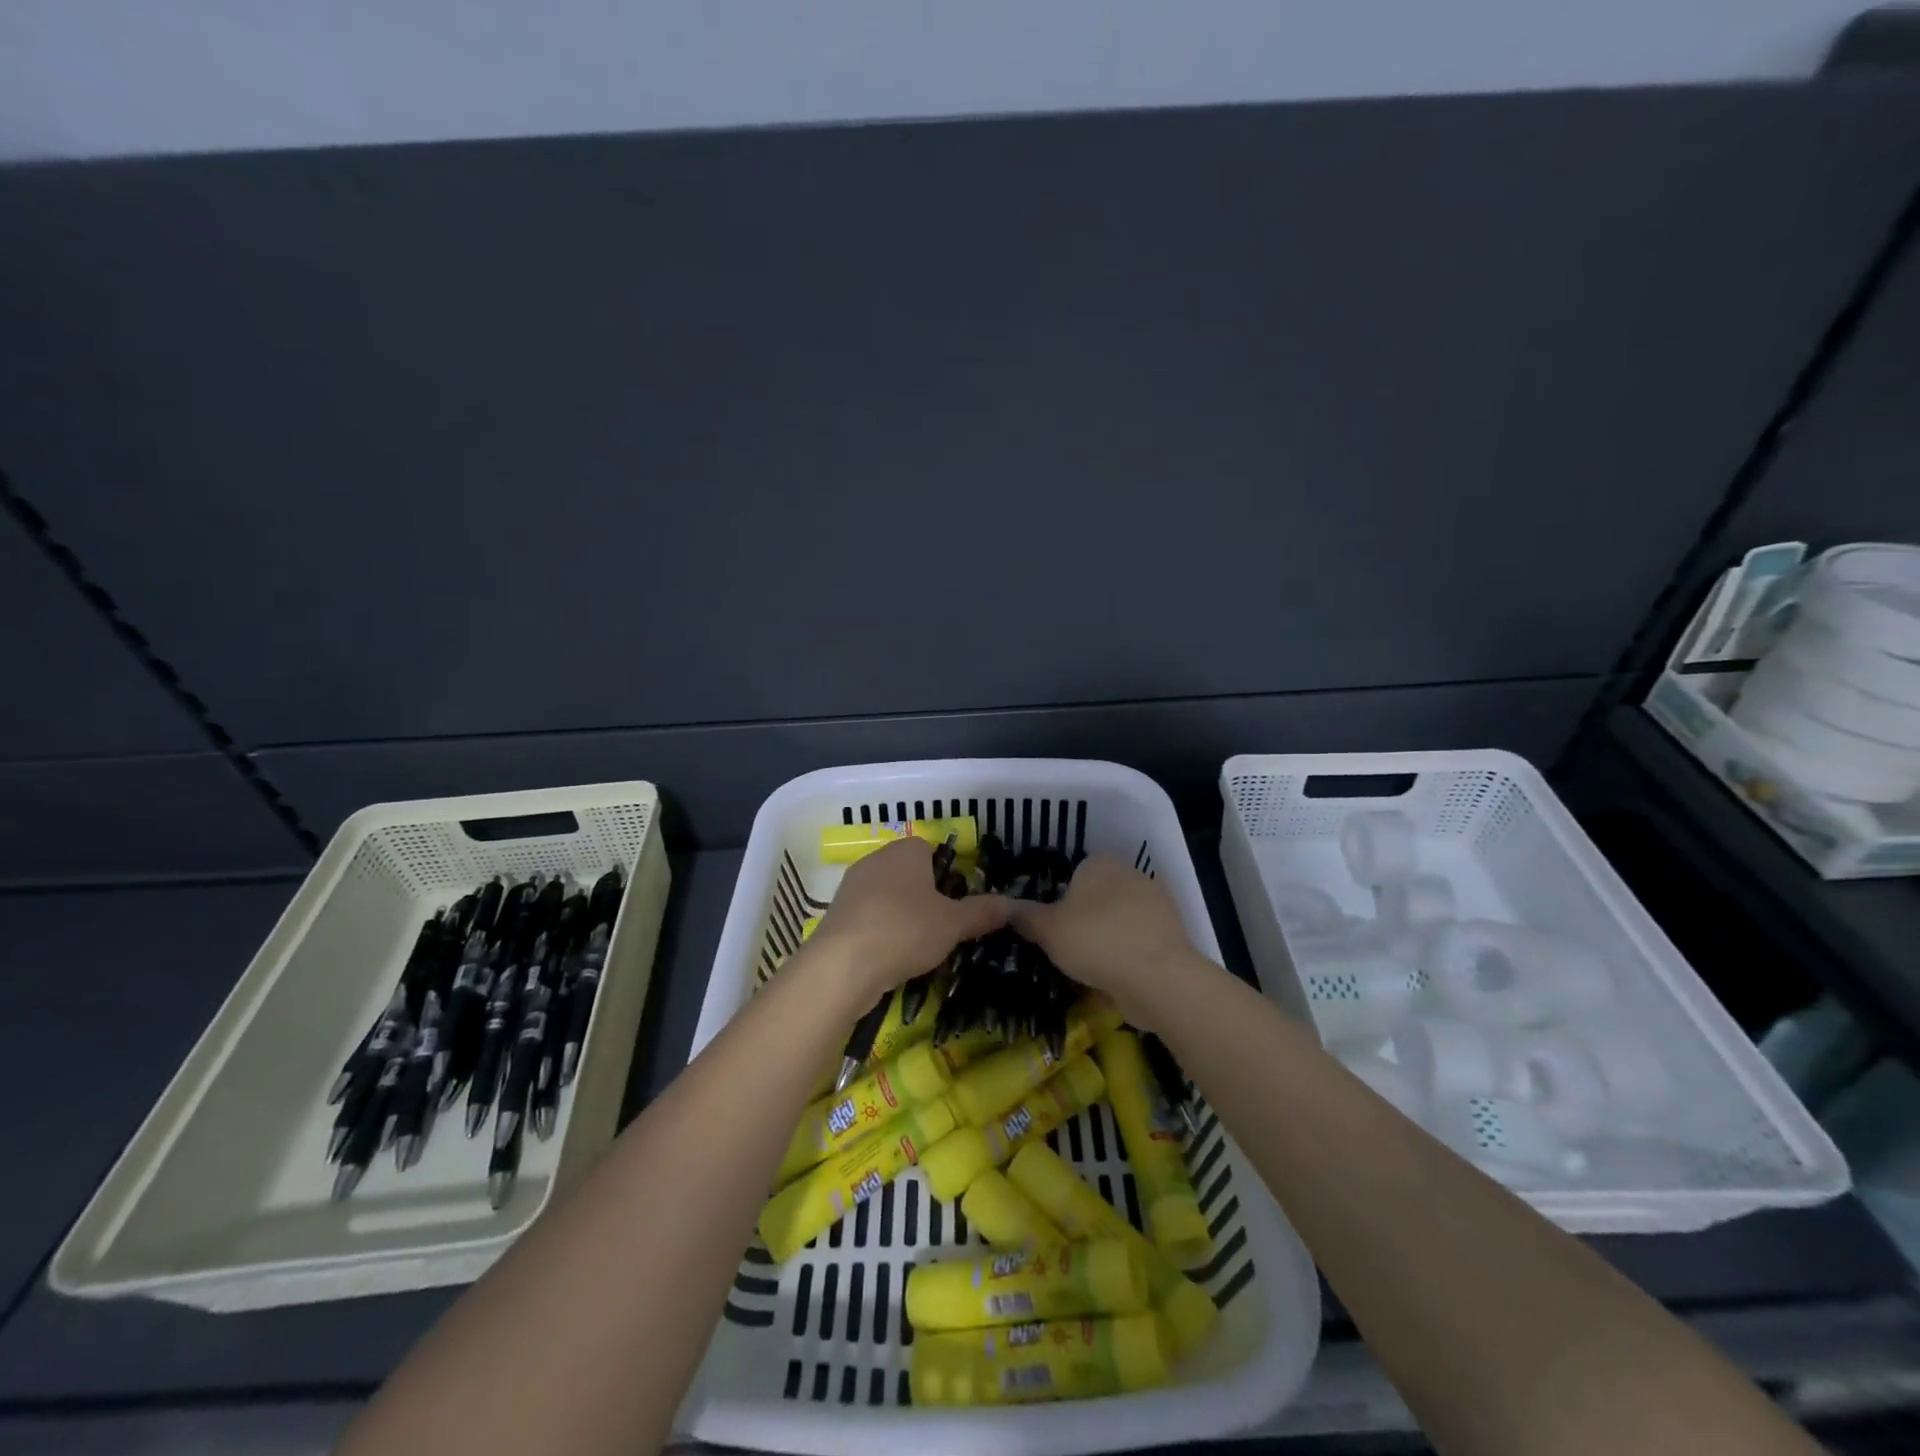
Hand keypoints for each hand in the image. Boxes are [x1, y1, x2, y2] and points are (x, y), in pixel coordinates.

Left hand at [805, 839, 1011, 1002]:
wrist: (842, 966)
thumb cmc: (905, 930)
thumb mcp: (954, 923)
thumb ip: (983, 912)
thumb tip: (1012, 905)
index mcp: (905, 851)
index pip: (931, 849)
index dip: (948, 874)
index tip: (958, 902)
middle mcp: (875, 860)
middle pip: (910, 874)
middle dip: (927, 898)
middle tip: (945, 927)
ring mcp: (852, 888)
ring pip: (889, 898)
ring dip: (904, 918)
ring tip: (921, 949)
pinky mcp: (837, 916)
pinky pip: (869, 918)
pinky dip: (882, 934)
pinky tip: (892, 958)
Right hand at [1010, 855, 1205, 1020]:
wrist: (1158, 978)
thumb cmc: (1095, 940)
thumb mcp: (1047, 929)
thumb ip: (1025, 916)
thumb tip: (1004, 907)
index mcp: (1102, 862)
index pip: (1076, 871)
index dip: (1061, 897)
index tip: (1051, 924)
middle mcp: (1132, 874)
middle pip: (1099, 896)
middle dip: (1085, 918)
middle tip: (1065, 947)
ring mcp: (1158, 905)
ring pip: (1120, 920)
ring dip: (1107, 940)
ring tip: (1087, 969)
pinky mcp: (1173, 936)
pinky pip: (1139, 943)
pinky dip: (1127, 958)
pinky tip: (1113, 979)